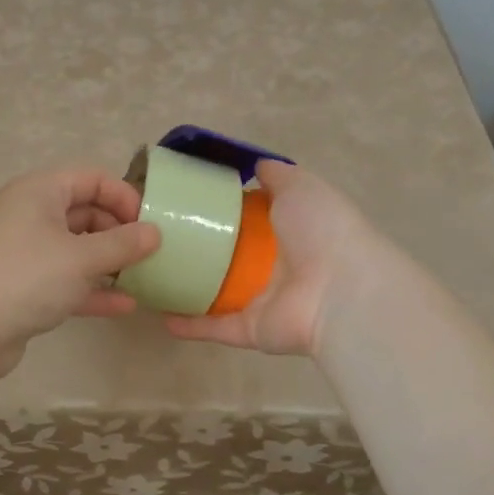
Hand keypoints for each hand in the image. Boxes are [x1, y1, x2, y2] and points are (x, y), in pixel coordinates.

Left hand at [0, 168, 161, 380]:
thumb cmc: (28, 276)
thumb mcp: (82, 258)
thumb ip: (123, 244)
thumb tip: (154, 233)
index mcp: (38, 191)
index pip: (89, 178)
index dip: (122, 196)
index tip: (149, 223)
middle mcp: (28, 214)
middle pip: (83, 212)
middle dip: (118, 231)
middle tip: (148, 253)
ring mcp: (23, 252)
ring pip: (74, 248)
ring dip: (107, 262)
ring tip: (142, 277)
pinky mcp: (21, 286)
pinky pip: (64, 279)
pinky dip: (91, 288)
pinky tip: (123, 306)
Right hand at [162, 161, 379, 357]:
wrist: (342, 290)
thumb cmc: (321, 231)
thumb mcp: (301, 187)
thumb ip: (278, 176)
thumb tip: (256, 165)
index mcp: (286, 231)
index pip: (247, 220)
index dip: (219, 210)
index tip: (184, 201)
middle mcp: (273, 266)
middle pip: (227, 257)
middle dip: (197, 249)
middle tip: (157, 237)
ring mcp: (261, 300)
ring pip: (216, 294)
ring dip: (187, 288)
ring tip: (151, 277)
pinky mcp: (251, 329)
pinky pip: (214, 326)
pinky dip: (189, 324)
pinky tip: (160, 315)